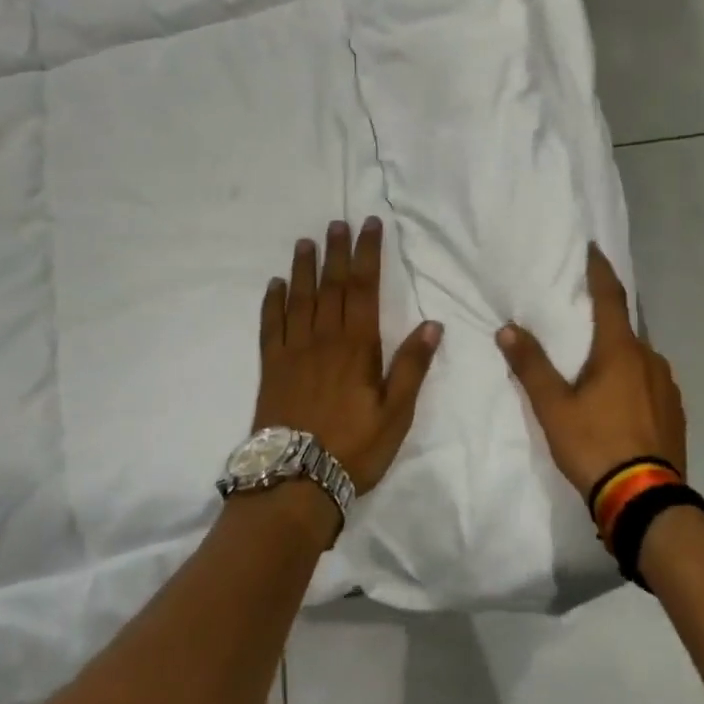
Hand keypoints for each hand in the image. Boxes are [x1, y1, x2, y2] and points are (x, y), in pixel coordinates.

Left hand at [252, 218, 443, 494]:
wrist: (296, 480)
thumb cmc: (354, 447)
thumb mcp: (396, 413)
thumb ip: (412, 366)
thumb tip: (432, 323)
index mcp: (357, 346)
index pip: (364, 289)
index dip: (368, 254)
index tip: (369, 226)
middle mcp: (324, 339)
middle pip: (331, 286)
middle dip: (336, 252)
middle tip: (337, 223)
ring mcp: (293, 351)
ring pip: (300, 299)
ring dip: (304, 268)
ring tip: (305, 242)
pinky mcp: (271, 367)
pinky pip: (270, 325)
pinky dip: (273, 302)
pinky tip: (275, 285)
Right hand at [497, 243, 685, 499]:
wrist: (645, 500)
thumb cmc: (596, 445)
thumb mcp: (554, 408)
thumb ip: (531, 366)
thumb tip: (508, 328)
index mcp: (622, 351)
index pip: (611, 297)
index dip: (600, 271)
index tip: (593, 249)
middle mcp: (651, 360)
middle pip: (624, 329)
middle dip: (603, 321)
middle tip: (579, 321)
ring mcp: (668, 387)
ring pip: (637, 359)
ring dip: (617, 355)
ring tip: (594, 369)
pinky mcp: (675, 413)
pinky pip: (649, 383)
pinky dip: (631, 381)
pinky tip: (617, 403)